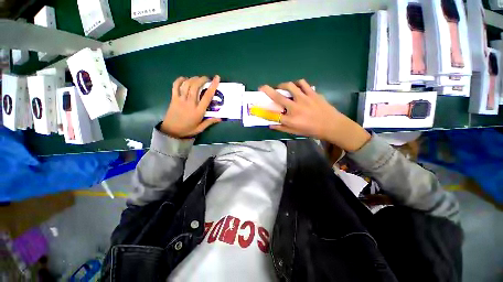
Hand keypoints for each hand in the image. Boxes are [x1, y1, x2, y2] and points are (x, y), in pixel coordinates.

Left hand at [160, 75, 221, 137]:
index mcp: (198, 111)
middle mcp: (190, 103)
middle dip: (202, 79)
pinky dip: (179, 80)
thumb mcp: (200, 128)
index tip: (216, 78)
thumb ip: (210, 122)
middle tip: (206, 78)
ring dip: (193, 79)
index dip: (213, 86)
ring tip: (197, 78)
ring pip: (187, 85)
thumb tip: (220, 118)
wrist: (171, 131)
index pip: (207, 96)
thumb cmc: (187, 130)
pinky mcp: (173, 99)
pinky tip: (184, 78)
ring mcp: (180, 100)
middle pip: (195, 87)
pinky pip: (175, 86)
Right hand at [260, 79, 370, 151]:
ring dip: (282, 85)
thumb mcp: (295, 132)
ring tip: (281, 86)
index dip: (264, 110)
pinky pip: (303, 83)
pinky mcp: (312, 93)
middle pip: (278, 97)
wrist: (331, 125)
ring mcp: (304, 98)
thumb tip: (270, 125)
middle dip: (267, 91)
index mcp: (290, 120)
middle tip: (262, 87)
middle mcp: (295, 108)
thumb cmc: (312, 130)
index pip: (273, 114)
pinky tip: (295, 86)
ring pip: (290, 86)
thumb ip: (281, 128)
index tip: (259, 107)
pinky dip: (297, 83)